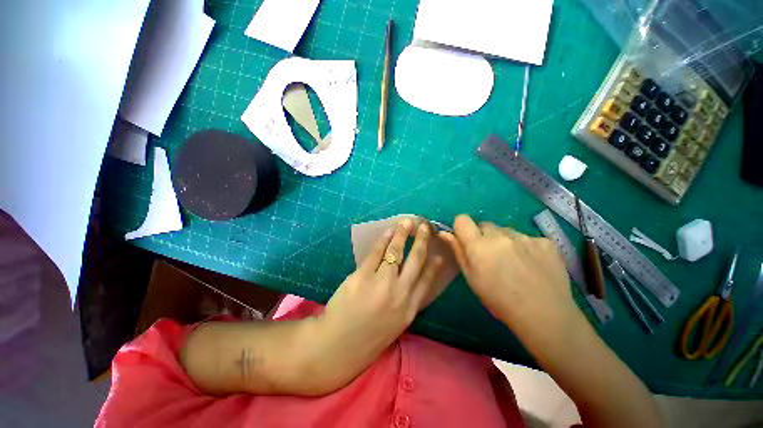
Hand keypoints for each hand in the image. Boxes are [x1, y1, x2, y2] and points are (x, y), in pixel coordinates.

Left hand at [314, 219, 446, 386]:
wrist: (339, 345)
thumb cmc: (369, 335)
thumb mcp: (396, 323)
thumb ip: (406, 300)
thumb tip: (410, 277)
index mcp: (410, 308)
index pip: (427, 279)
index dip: (434, 264)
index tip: (439, 252)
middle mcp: (400, 293)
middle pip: (416, 260)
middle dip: (422, 241)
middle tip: (425, 227)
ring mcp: (381, 283)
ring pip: (396, 251)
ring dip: (402, 234)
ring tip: (406, 223)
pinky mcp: (363, 276)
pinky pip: (376, 253)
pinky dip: (383, 240)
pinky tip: (388, 232)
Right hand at [440, 214, 578, 332]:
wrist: (544, 315)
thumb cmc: (499, 300)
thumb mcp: (471, 278)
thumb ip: (458, 251)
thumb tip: (444, 233)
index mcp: (479, 245)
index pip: (462, 219)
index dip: (461, 228)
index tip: (466, 240)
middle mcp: (500, 235)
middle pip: (484, 225)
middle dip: (483, 236)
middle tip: (490, 256)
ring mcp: (524, 237)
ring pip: (506, 230)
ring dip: (504, 241)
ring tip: (513, 262)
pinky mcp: (544, 242)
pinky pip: (527, 238)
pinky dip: (525, 247)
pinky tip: (531, 264)